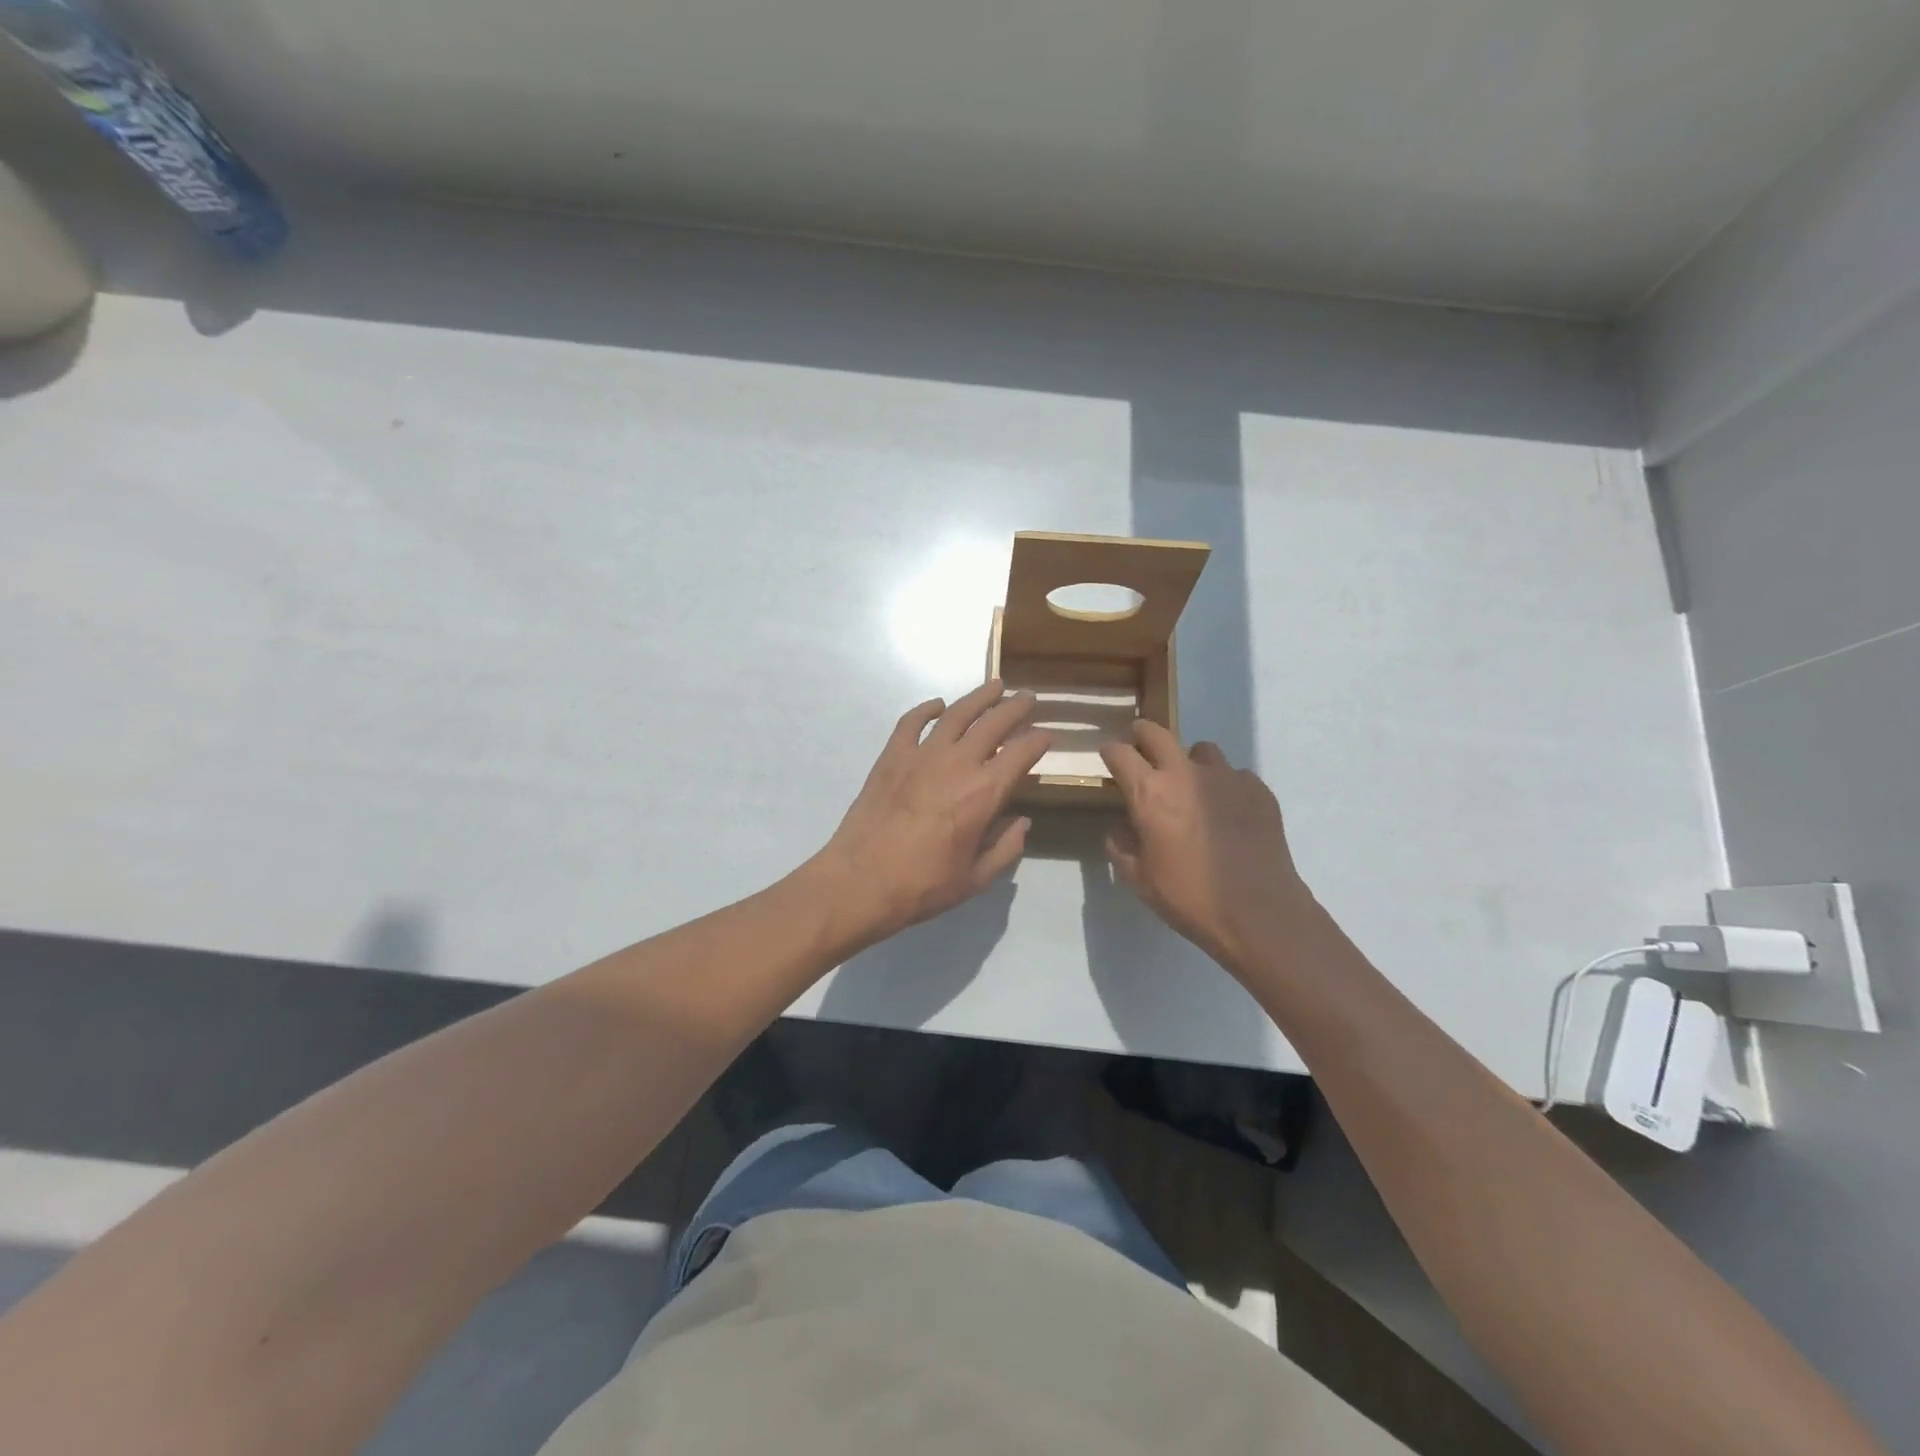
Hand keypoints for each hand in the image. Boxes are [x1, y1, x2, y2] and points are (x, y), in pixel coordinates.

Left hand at [819, 681, 1051, 941]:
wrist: (861, 881)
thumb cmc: (923, 885)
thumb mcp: (976, 878)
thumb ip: (1006, 848)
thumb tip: (1022, 822)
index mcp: (984, 793)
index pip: (1021, 753)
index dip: (1038, 740)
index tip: (1047, 734)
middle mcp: (957, 764)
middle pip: (993, 723)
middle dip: (1015, 707)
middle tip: (1028, 697)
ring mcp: (921, 755)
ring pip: (956, 714)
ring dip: (979, 697)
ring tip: (994, 686)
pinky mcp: (891, 756)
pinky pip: (911, 722)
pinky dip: (927, 709)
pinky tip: (938, 706)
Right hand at [1100, 720, 1311, 974]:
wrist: (1260, 913)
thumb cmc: (1189, 897)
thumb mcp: (1139, 879)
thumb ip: (1122, 846)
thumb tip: (1121, 827)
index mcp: (1150, 793)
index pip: (1120, 753)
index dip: (1110, 751)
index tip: (1109, 757)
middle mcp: (1185, 774)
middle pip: (1158, 733)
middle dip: (1143, 734)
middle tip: (1141, 747)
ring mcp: (1226, 778)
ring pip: (1202, 750)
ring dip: (1190, 762)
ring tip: (1193, 787)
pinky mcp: (1258, 790)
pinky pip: (1235, 775)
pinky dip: (1226, 786)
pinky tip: (1229, 813)